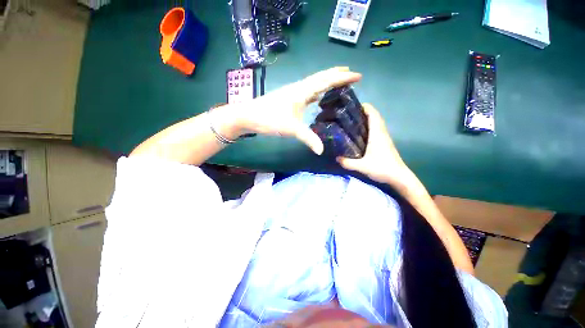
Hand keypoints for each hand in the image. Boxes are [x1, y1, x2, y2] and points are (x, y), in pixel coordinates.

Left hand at [234, 67, 361, 154]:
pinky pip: (308, 91)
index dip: (343, 77)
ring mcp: (294, 93)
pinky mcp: (289, 99)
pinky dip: (317, 91)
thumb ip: (308, 138)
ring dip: (327, 81)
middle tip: (351, 74)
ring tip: (339, 82)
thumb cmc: (269, 118)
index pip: (327, 80)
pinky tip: (319, 96)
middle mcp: (299, 88)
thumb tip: (321, 151)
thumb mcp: (291, 129)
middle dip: (337, 75)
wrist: (248, 116)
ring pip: (314, 83)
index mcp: (302, 91)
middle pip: (321, 77)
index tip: (357, 75)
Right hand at [337, 104, 413, 187]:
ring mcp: (384, 138)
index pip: (373, 115)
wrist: (399, 177)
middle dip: (364, 112)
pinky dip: (369, 127)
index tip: (354, 105)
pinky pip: (376, 130)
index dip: (366, 107)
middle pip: (375, 117)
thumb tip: (336, 157)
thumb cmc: (382, 168)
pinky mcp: (384, 143)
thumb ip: (347, 162)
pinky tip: (360, 134)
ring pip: (376, 123)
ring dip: (367, 119)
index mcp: (377, 134)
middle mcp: (381, 133)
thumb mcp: (362, 166)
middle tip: (349, 114)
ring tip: (352, 122)